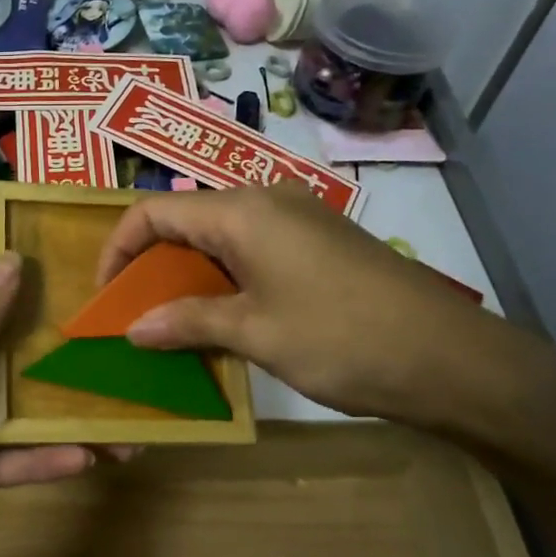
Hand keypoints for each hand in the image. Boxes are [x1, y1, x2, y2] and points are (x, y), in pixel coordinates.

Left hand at [0, 253, 93, 556]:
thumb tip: (17, 261)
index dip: (26, 293)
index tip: (84, 285)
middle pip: (5, 358)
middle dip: (56, 357)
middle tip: (117, 351)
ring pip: (13, 413)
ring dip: (62, 416)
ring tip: (123, 420)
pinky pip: (5, 461)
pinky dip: (41, 460)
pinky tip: (88, 458)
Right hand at [96, 184, 516, 427]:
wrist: (449, 357)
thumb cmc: (341, 338)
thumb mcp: (255, 332)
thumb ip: (188, 322)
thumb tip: (133, 329)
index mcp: (242, 211)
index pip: (154, 212)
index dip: (119, 250)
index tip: (106, 296)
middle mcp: (266, 199)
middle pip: (186, 220)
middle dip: (152, 265)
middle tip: (137, 314)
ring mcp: (299, 217)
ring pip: (220, 236)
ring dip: (189, 274)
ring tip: (175, 322)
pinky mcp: (321, 241)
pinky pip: (253, 248)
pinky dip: (225, 277)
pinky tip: (226, 316)